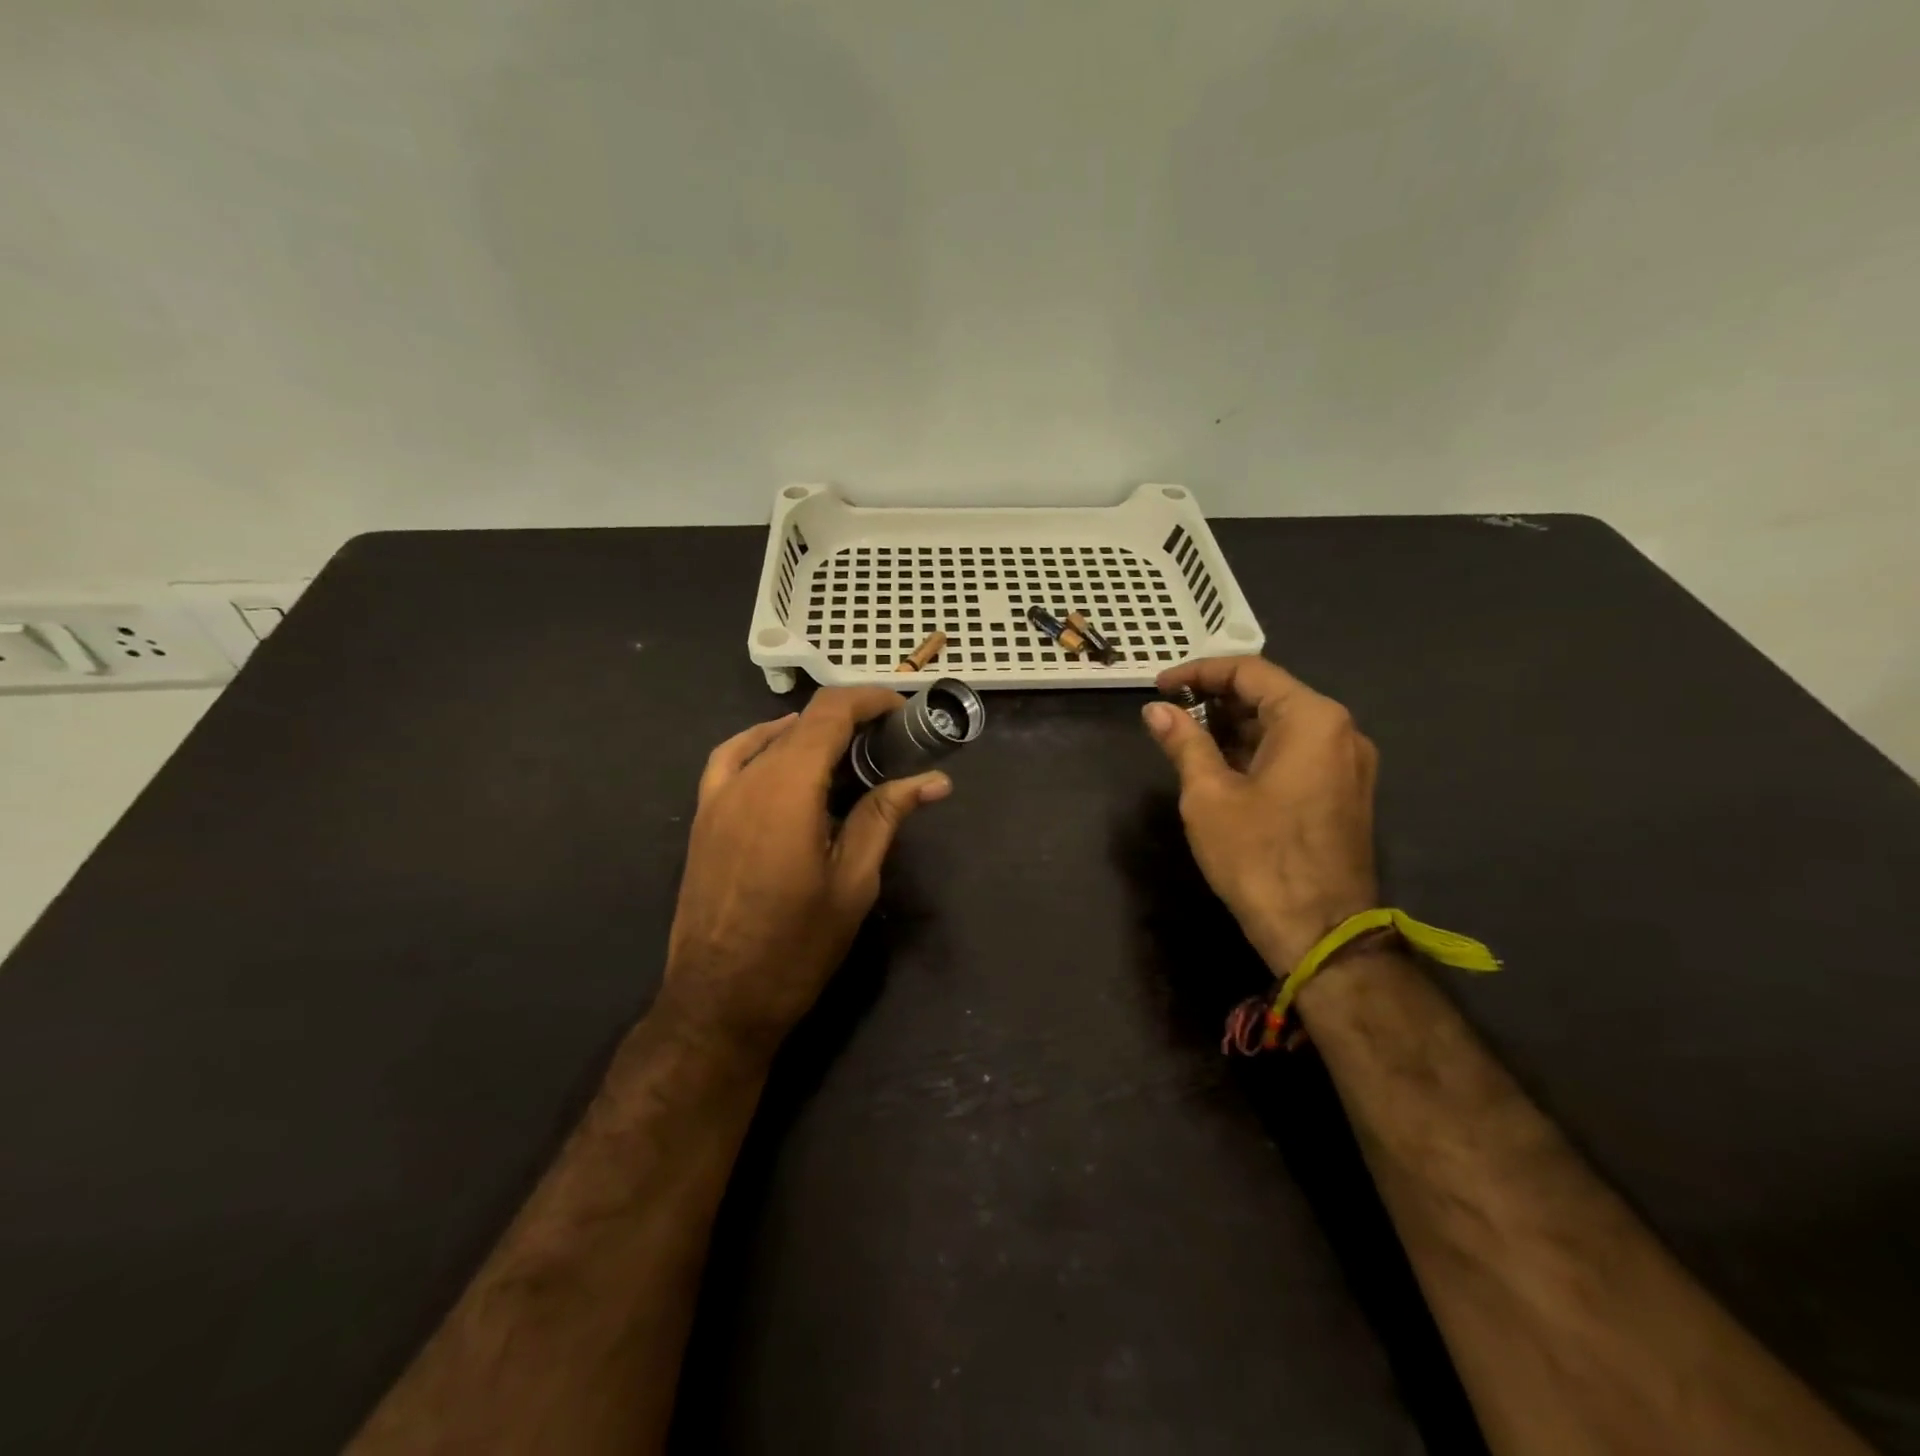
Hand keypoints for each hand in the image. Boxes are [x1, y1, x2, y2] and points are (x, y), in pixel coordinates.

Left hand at [658, 688, 950, 1061]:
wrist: (719, 999)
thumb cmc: (796, 945)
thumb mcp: (854, 881)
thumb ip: (885, 816)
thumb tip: (933, 780)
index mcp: (787, 787)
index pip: (829, 713)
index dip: (869, 700)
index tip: (903, 711)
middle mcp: (748, 778)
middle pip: (801, 722)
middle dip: (849, 720)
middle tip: (889, 743)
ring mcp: (718, 796)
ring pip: (768, 738)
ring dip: (811, 732)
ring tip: (847, 752)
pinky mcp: (704, 816)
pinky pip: (732, 759)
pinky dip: (762, 744)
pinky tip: (783, 758)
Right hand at [1142, 656, 1379, 973]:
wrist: (1320, 933)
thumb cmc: (1259, 857)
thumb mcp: (1208, 795)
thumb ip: (1184, 742)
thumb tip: (1156, 710)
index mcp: (1311, 719)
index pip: (1249, 671)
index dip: (1198, 672)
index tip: (1159, 687)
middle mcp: (1340, 730)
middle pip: (1271, 694)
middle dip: (1217, 699)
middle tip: (1171, 715)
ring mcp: (1348, 763)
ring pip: (1284, 725)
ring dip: (1236, 726)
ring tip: (1189, 740)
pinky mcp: (1345, 791)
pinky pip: (1298, 752)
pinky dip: (1258, 750)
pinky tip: (1223, 766)